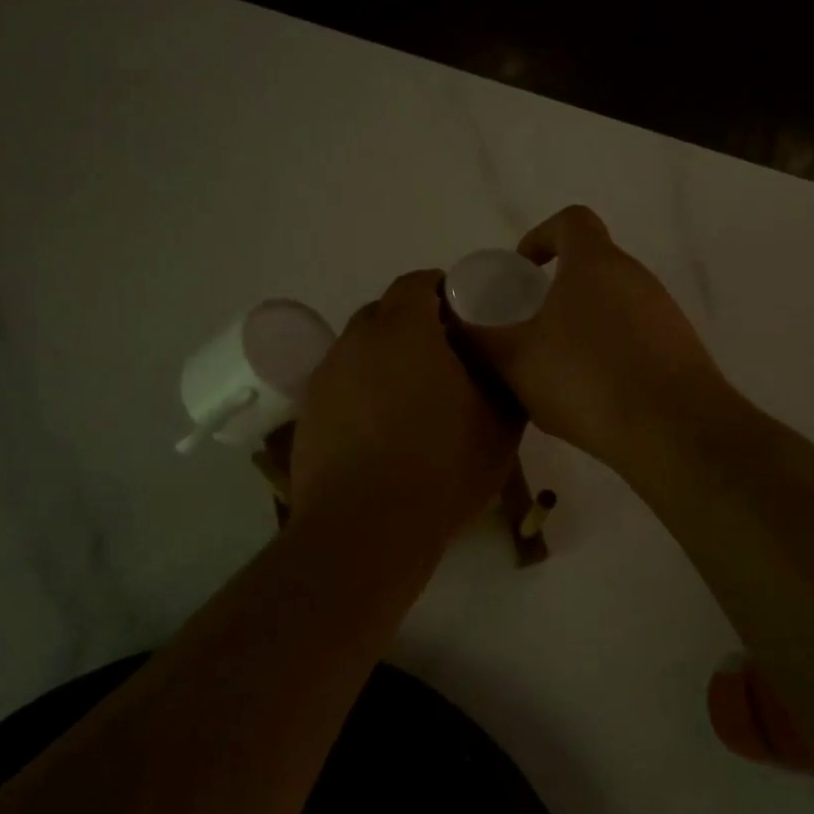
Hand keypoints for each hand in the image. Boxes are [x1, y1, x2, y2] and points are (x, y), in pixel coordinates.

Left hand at [291, 269, 521, 546]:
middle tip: (448, 359)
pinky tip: (384, 429)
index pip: (419, 282)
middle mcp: (357, 340)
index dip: (446, 292)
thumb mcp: (500, 425)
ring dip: (388, 360)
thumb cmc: (442, 468)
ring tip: (414, 398)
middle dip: (416, 325)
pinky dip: (364, 391)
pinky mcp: (308, 412)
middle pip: (387, 313)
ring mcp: (326, 376)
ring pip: (362, 350)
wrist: (366, 530)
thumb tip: (503, 365)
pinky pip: (343, 384)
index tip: (468, 319)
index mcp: (404, 329)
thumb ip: (505, 381)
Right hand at [464, 206, 731, 468]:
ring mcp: (664, 312)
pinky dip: (611, 352)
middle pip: (593, 265)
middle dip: (558, 290)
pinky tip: (596, 393)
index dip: (541, 236)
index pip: (571, 221)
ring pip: (614, 304)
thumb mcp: (515, 359)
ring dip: (584, 324)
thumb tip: (457, 318)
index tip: (522, 270)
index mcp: (596, 263)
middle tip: (531, 327)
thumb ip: (481, 335)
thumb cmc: (586, 379)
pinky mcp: (681, 348)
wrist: (673, 429)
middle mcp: (636, 277)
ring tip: (559, 368)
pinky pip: (636, 337)